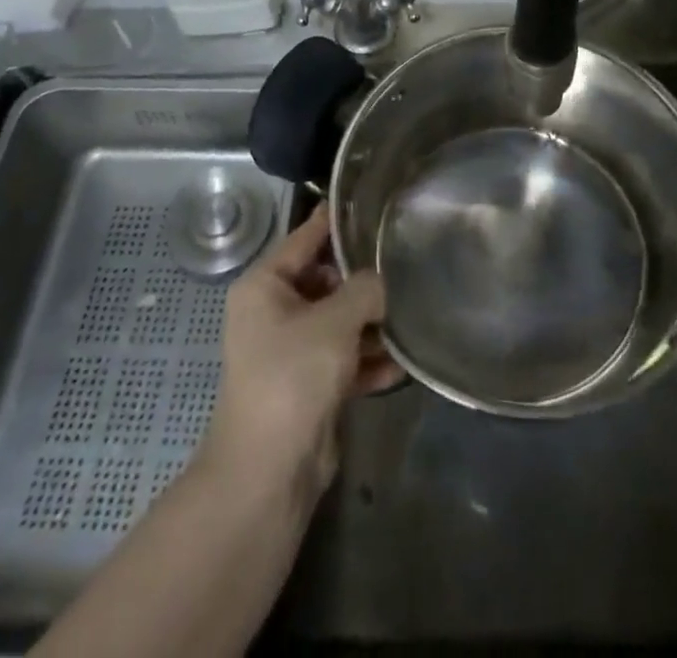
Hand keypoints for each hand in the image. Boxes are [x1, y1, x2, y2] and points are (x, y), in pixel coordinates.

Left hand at [200, 209, 402, 504]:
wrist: (267, 473)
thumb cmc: (292, 377)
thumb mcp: (334, 322)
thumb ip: (365, 289)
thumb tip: (382, 281)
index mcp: (265, 286)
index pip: (306, 237)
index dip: (338, 220)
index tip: (373, 203)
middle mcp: (274, 312)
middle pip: (327, 280)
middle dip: (364, 281)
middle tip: (407, 266)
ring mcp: (290, 350)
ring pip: (339, 321)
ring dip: (372, 324)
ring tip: (411, 316)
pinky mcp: (308, 385)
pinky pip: (344, 359)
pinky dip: (368, 360)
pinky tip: (402, 363)